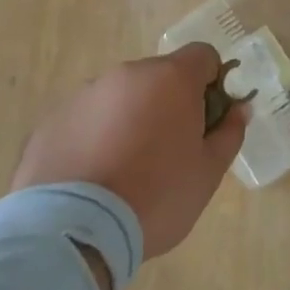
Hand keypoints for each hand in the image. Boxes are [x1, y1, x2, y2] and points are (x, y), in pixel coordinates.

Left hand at [11, 43, 248, 259]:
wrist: (72, 232)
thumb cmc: (156, 197)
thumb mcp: (208, 172)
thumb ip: (229, 133)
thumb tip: (239, 109)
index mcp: (171, 78)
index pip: (203, 56)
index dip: (212, 83)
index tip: (207, 119)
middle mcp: (127, 74)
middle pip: (159, 77)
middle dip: (168, 103)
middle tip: (168, 152)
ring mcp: (84, 95)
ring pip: (120, 97)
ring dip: (130, 119)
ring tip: (124, 171)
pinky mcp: (51, 122)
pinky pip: (86, 120)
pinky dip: (94, 138)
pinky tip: (92, 178)